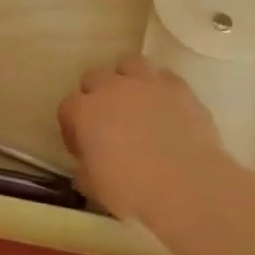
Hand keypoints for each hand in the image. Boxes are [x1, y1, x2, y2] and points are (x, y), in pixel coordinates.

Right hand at [58, 55, 228, 219]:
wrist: (186, 184)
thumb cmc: (132, 190)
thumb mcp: (94, 187)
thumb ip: (85, 168)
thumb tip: (88, 163)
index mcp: (85, 112)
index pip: (68, 107)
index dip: (72, 127)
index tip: (82, 146)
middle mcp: (112, 88)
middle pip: (94, 77)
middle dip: (96, 96)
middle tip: (107, 122)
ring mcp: (147, 83)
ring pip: (129, 64)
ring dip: (127, 80)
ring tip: (136, 104)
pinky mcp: (178, 87)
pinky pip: (164, 77)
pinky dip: (161, 89)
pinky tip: (167, 108)